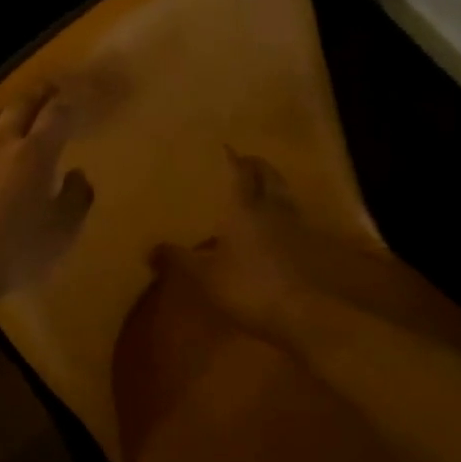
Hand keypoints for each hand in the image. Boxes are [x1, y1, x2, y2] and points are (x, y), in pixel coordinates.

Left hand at [0, 84, 94, 302]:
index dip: (69, 103)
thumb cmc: (17, 249)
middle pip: (22, 106)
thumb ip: (76, 198)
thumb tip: (77, 174)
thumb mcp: (62, 230)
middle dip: (40, 94)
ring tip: (16, 110)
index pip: (57, 115)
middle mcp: (4, 144)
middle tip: (51, 88)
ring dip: (9, 108)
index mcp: (36, 153)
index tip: (78, 97)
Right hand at [152, 149, 386, 348]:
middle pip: (270, 177)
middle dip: (258, 166)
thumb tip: (150, 248)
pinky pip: (295, 220)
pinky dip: (284, 215)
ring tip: (259, 189)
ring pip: (285, 196)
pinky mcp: (309, 248)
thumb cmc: (248, 286)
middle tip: (245, 162)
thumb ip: (178, 259)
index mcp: (245, 208)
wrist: (303, 314)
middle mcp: (273, 209)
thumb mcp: (204, 276)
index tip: (226, 147)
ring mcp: (295, 227)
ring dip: (274, 187)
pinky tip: (274, 227)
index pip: (242, 172)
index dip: (234, 159)